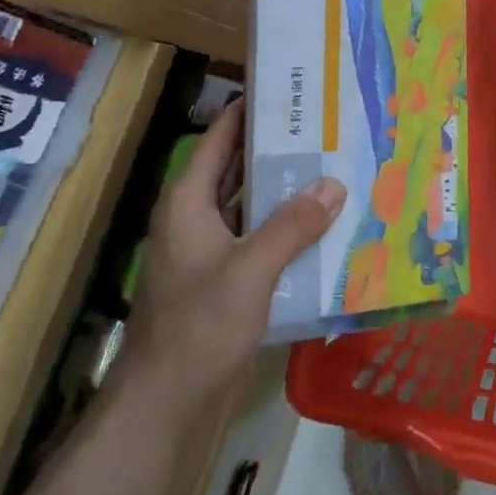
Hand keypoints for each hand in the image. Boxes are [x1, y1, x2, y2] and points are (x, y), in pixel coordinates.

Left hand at [117, 102, 344, 412]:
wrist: (161, 404)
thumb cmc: (199, 327)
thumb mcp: (251, 271)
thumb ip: (293, 225)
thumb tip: (334, 183)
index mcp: (189, 201)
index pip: (221, 137)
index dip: (250, 110)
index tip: (291, 90)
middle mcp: (193, 216)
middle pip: (236, 167)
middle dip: (277, 148)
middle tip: (325, 127)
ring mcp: (204, 248)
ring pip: (247, 203)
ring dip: (282, 189)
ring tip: (331, 168)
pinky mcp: (217, 276)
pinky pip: (252, 235)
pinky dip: (280, 225)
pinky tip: (318, 224)